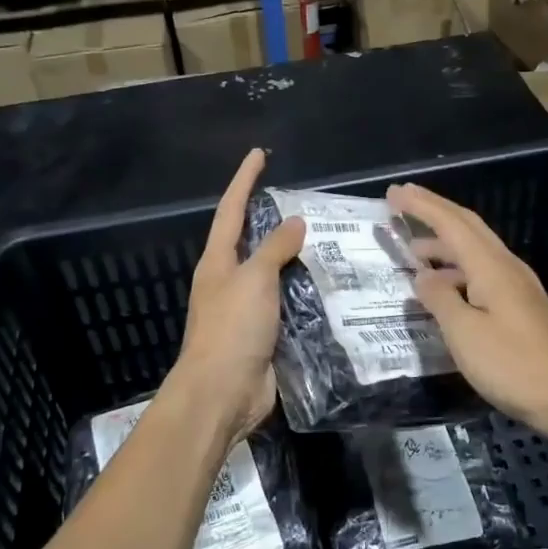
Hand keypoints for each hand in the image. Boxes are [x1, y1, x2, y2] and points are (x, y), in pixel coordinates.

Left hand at [172, 148, 304, 444]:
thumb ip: (275, 248)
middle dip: (273, 220)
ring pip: (273, 274)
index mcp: (218, 262)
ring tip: (329, 242)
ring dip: (295, 259)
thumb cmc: (232, 329)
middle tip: (306, 202)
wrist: (222, 394)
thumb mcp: (254, 279)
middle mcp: (229, 281)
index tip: (258, 155)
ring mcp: (245, 310)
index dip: (245, 181)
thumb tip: (295, 222)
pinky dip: (305, 294)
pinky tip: (329, 288)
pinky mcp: (264, 335)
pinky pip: (287, 305)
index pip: (232, 210)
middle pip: (251, 241)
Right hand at [387, 181, 547, 435]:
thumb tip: (423, 276)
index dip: (421, 206)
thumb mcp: (464, 333)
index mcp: (491, 267)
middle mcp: (506, 266)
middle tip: (402, 202)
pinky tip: (444, 287)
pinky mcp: (521, 306)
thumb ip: (439, 299)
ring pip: (475, 249)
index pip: (451, 223)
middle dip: (434, 210)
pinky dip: (456, 267)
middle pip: (468, 226)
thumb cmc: (512, 364)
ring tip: (413, 250)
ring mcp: (517, 286)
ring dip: (444, 242)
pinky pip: (482, 271)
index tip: (394, 193)